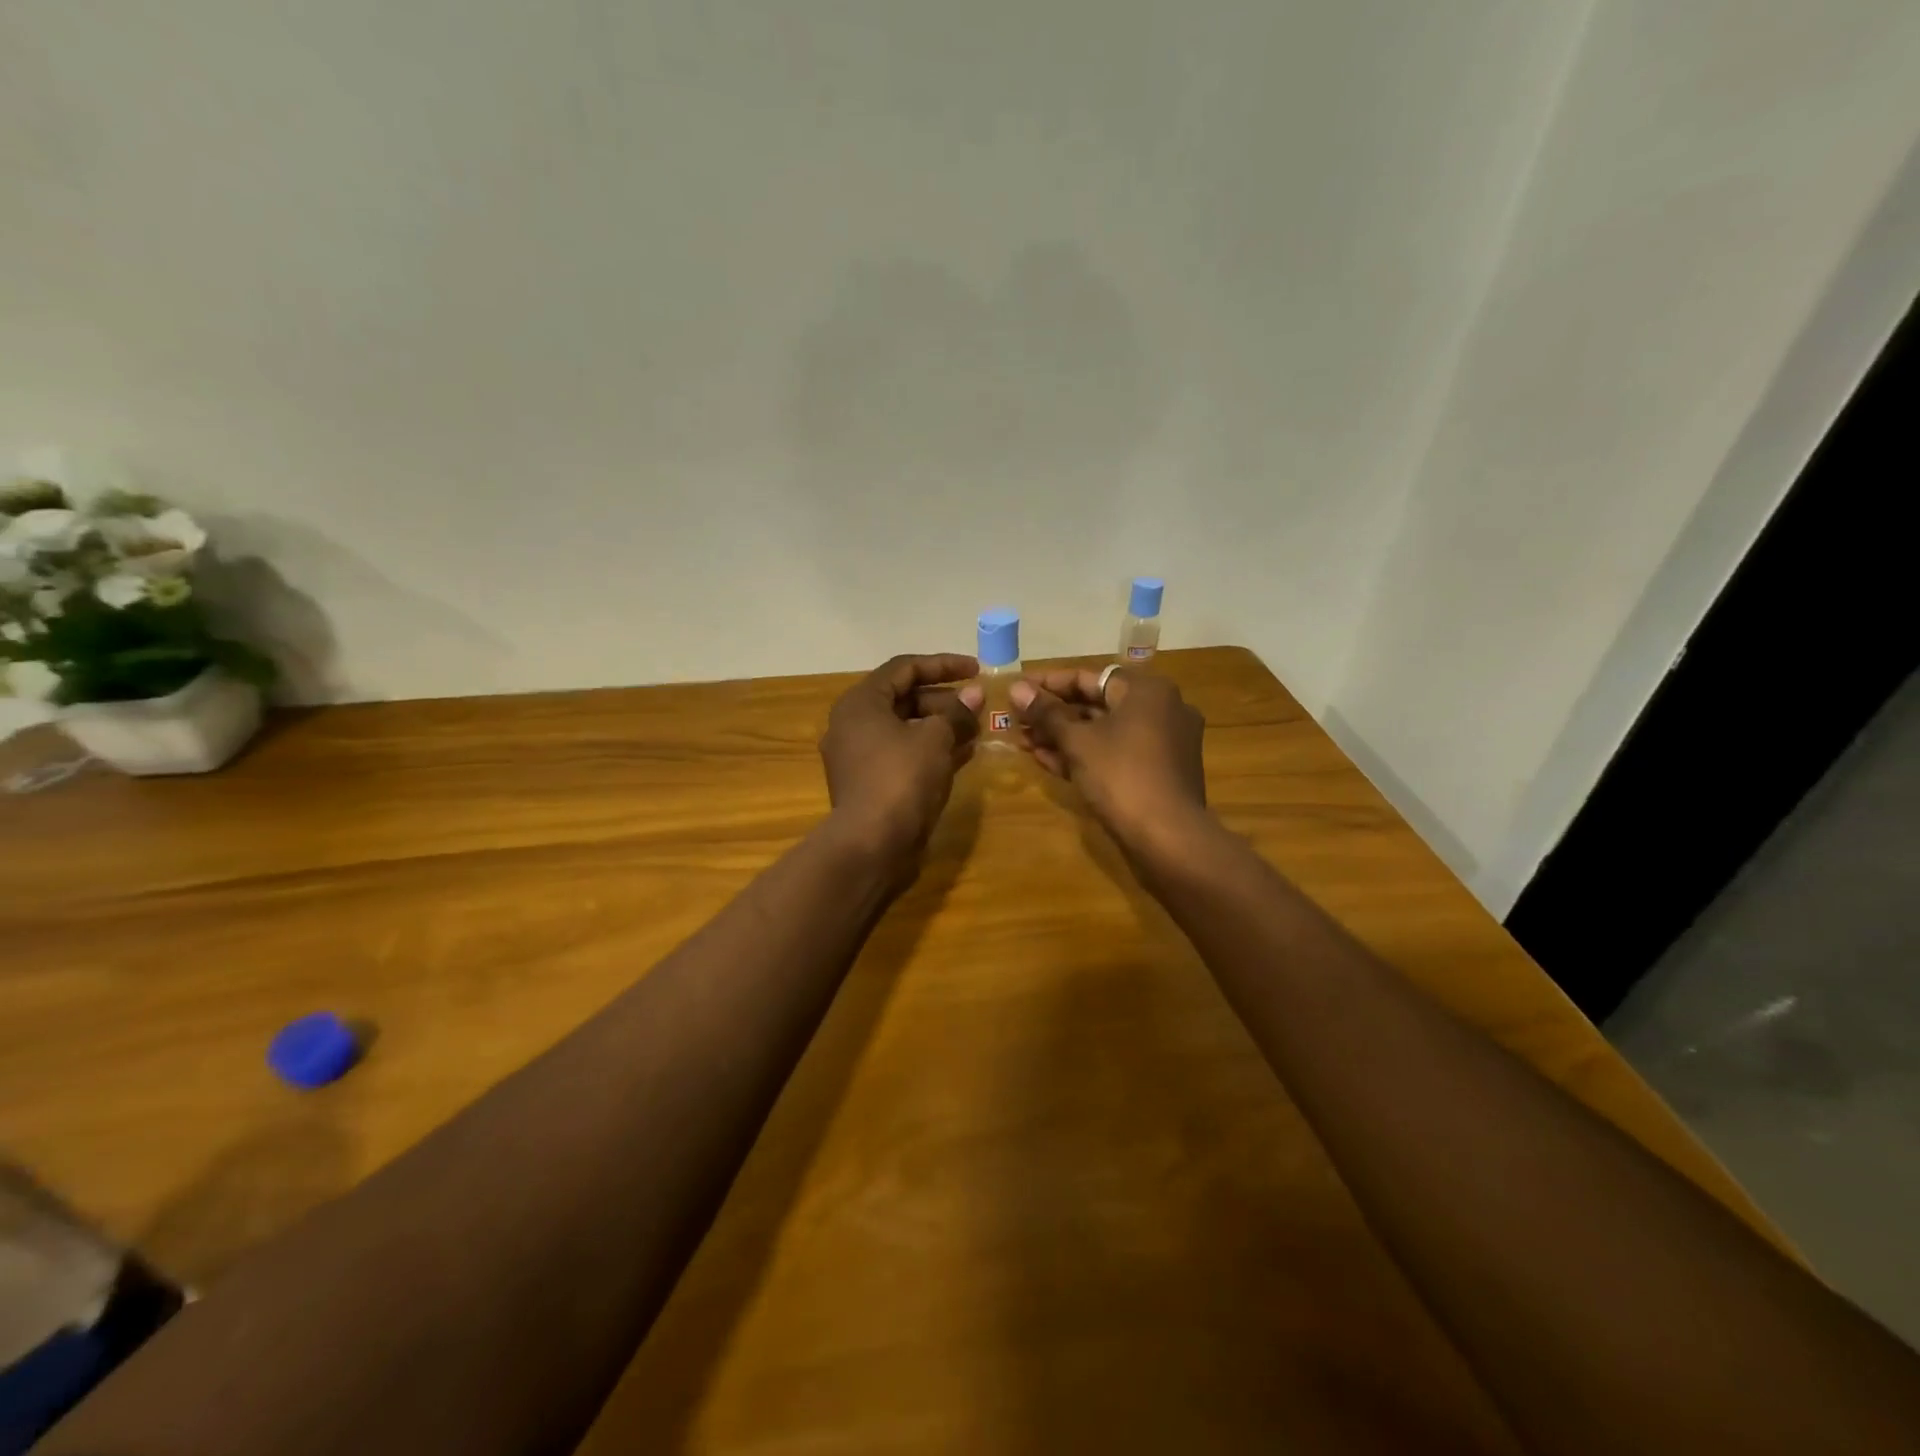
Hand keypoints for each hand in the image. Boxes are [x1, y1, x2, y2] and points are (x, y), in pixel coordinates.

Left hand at [820, 654, 982, 863]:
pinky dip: (932, 750)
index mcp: (861, 703)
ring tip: (978, 729)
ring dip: (942, 726)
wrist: (871, 844)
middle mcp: (853, 724)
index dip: (943, 664)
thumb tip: (974, 694)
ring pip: (906, 729)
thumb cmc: (901, 778)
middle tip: (979, 705)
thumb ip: (956, 712)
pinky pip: (904, 755)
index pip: (904, 668)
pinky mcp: (870, 784)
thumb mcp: (935, 738)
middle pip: (904, 699)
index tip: (977, 670)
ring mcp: (859, 757)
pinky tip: (965, 754)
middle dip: (945, 700)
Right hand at [1010, 666, 1208, 849]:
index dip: (1048, 684)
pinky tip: (1047, 761)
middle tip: (1017, 722)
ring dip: (1064, 737)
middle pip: (1097, 704)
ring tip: (1024, 743)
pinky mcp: (1158, 772)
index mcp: (1146, 691)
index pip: (1088, 677)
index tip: (1017, 691)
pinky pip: (1116, 753)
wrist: (1168, 837)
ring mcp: (1163, 743)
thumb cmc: (1121, 775)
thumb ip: (1046, 713)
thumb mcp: (1077, 741)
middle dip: (1053, 715)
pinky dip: (1085, 755)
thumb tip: (1016, 688)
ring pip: (1104, 732)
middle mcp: (1161, 709)